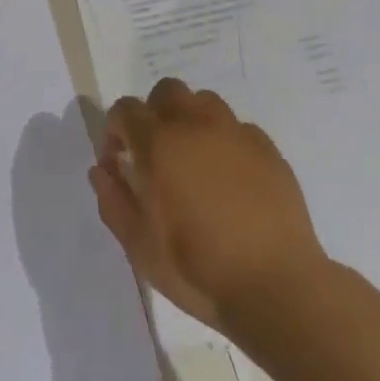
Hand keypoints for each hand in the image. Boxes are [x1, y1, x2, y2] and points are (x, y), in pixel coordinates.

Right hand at [89, 78, 328, 336]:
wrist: (277, 288)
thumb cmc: (198, 268)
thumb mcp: (139, 246)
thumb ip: (113, 201)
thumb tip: (102, 170)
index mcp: (158, 143)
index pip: (125, 109)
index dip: (115, 130)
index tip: (119, 162)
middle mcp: (195, 126)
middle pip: (167, 92)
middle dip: (154, 114)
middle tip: (157, 153)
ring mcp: (236, 134)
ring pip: (205, 103)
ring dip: (192, 121)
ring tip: (195, 159)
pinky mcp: (269, 150)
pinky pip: (239, 129)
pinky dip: (227, 142)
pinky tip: (232, 178)